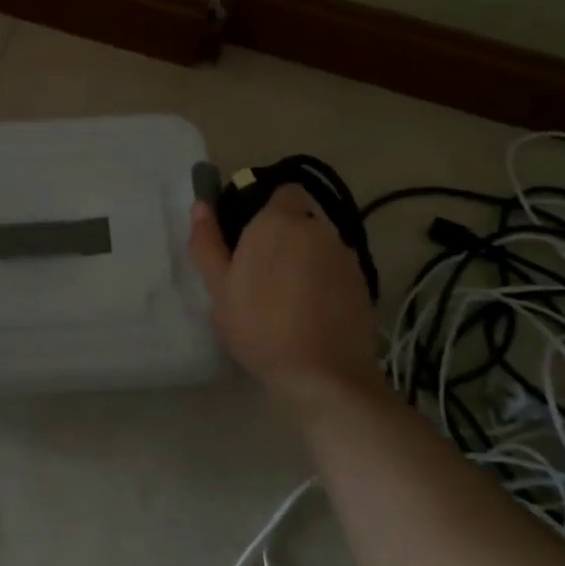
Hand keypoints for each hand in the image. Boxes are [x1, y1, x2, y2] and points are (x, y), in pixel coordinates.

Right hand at [187, 184, 379, 398]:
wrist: (323, 375)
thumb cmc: (259, 325)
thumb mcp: (219, 287)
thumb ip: (208, 241)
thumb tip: (200, 205)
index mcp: (279, 221)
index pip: (283, 190)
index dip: (267, 206)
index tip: (249, 232)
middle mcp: (318, 229)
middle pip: (301, 219)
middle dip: (284, 235)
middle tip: (260, 270)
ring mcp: (346, 257)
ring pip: (320, 245)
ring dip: (305, 258)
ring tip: (286, 296)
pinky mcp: (364, 284)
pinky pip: (337, 270)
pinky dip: (324, 281)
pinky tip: (310, 312)